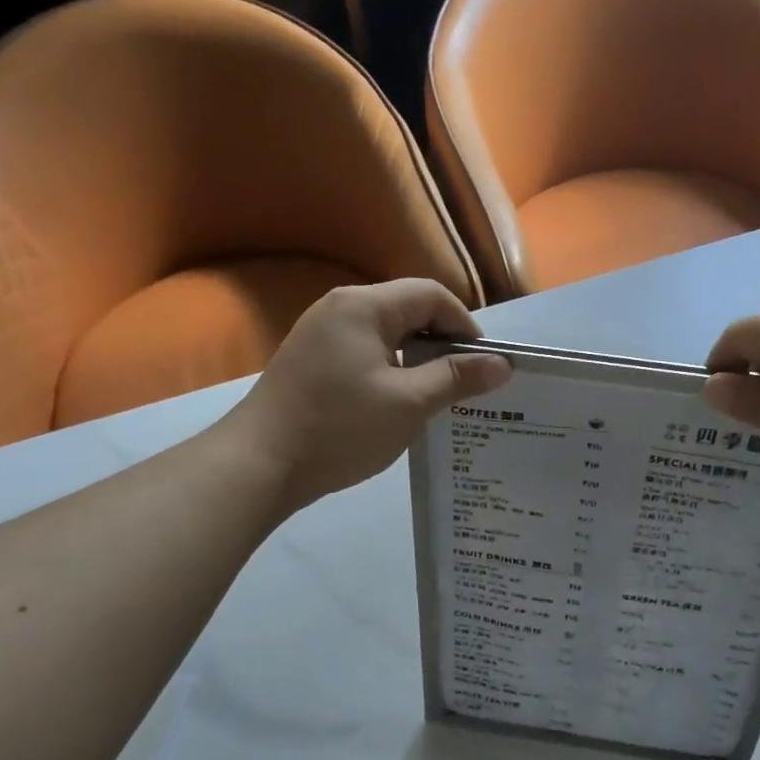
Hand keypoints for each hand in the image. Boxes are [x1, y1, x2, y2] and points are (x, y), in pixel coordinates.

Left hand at [228, 280, 511, 512]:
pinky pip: (363, 352)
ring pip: (385, 334)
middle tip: (465, 383)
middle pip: (407, 310)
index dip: (466, 325)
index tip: (484, 365)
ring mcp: (319, 333)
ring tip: (437, 396)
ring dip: (417, 359)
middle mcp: (340, 307)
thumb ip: (456, 378)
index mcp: (365, 306)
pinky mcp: (309, 360)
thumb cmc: (340, 428)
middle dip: (442, 342)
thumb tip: (501, 363)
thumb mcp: (408, 403)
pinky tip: (397, 404)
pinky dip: (389, 369)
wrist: (259, 463)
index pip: (431, 295)